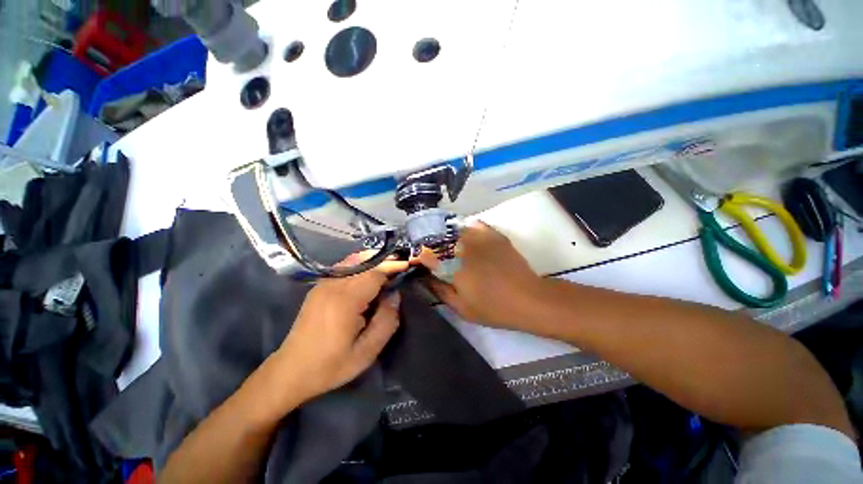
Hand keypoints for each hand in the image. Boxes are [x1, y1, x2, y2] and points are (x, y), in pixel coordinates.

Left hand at [273, 255, 407, 403]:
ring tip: (389, 268)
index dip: (393, 266)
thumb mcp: (367, 351)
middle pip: (365, 263)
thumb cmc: (331, 365)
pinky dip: (361, 265)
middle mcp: (333, 285)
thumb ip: (386, 320)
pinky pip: (345, 268)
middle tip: (402, 265)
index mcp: (345, 300)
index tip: (408, 265)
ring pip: (354, 261)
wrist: (291, 371)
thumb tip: (395, 295)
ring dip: (374, 261)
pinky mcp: (319, 287)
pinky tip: (369, 275)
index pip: (375, 272)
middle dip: (386, 261)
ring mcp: (323, 284)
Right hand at [421, 221, 545, 329]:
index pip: (428, 256)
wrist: (528, 298)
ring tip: (448, 242)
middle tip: (432, 251)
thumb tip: (425, 278)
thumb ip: (440, 291)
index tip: (419, 258)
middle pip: (440, 239)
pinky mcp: (494, 236)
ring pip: (457, 229)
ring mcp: (480, 239)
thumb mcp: (462, 308)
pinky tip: (468, 233)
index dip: (421, 256)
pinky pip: (476, 225)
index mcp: (453, 267)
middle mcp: (463, 249)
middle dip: (432, 243)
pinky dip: (468, 227)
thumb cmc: (493, 308)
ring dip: (449, 234)